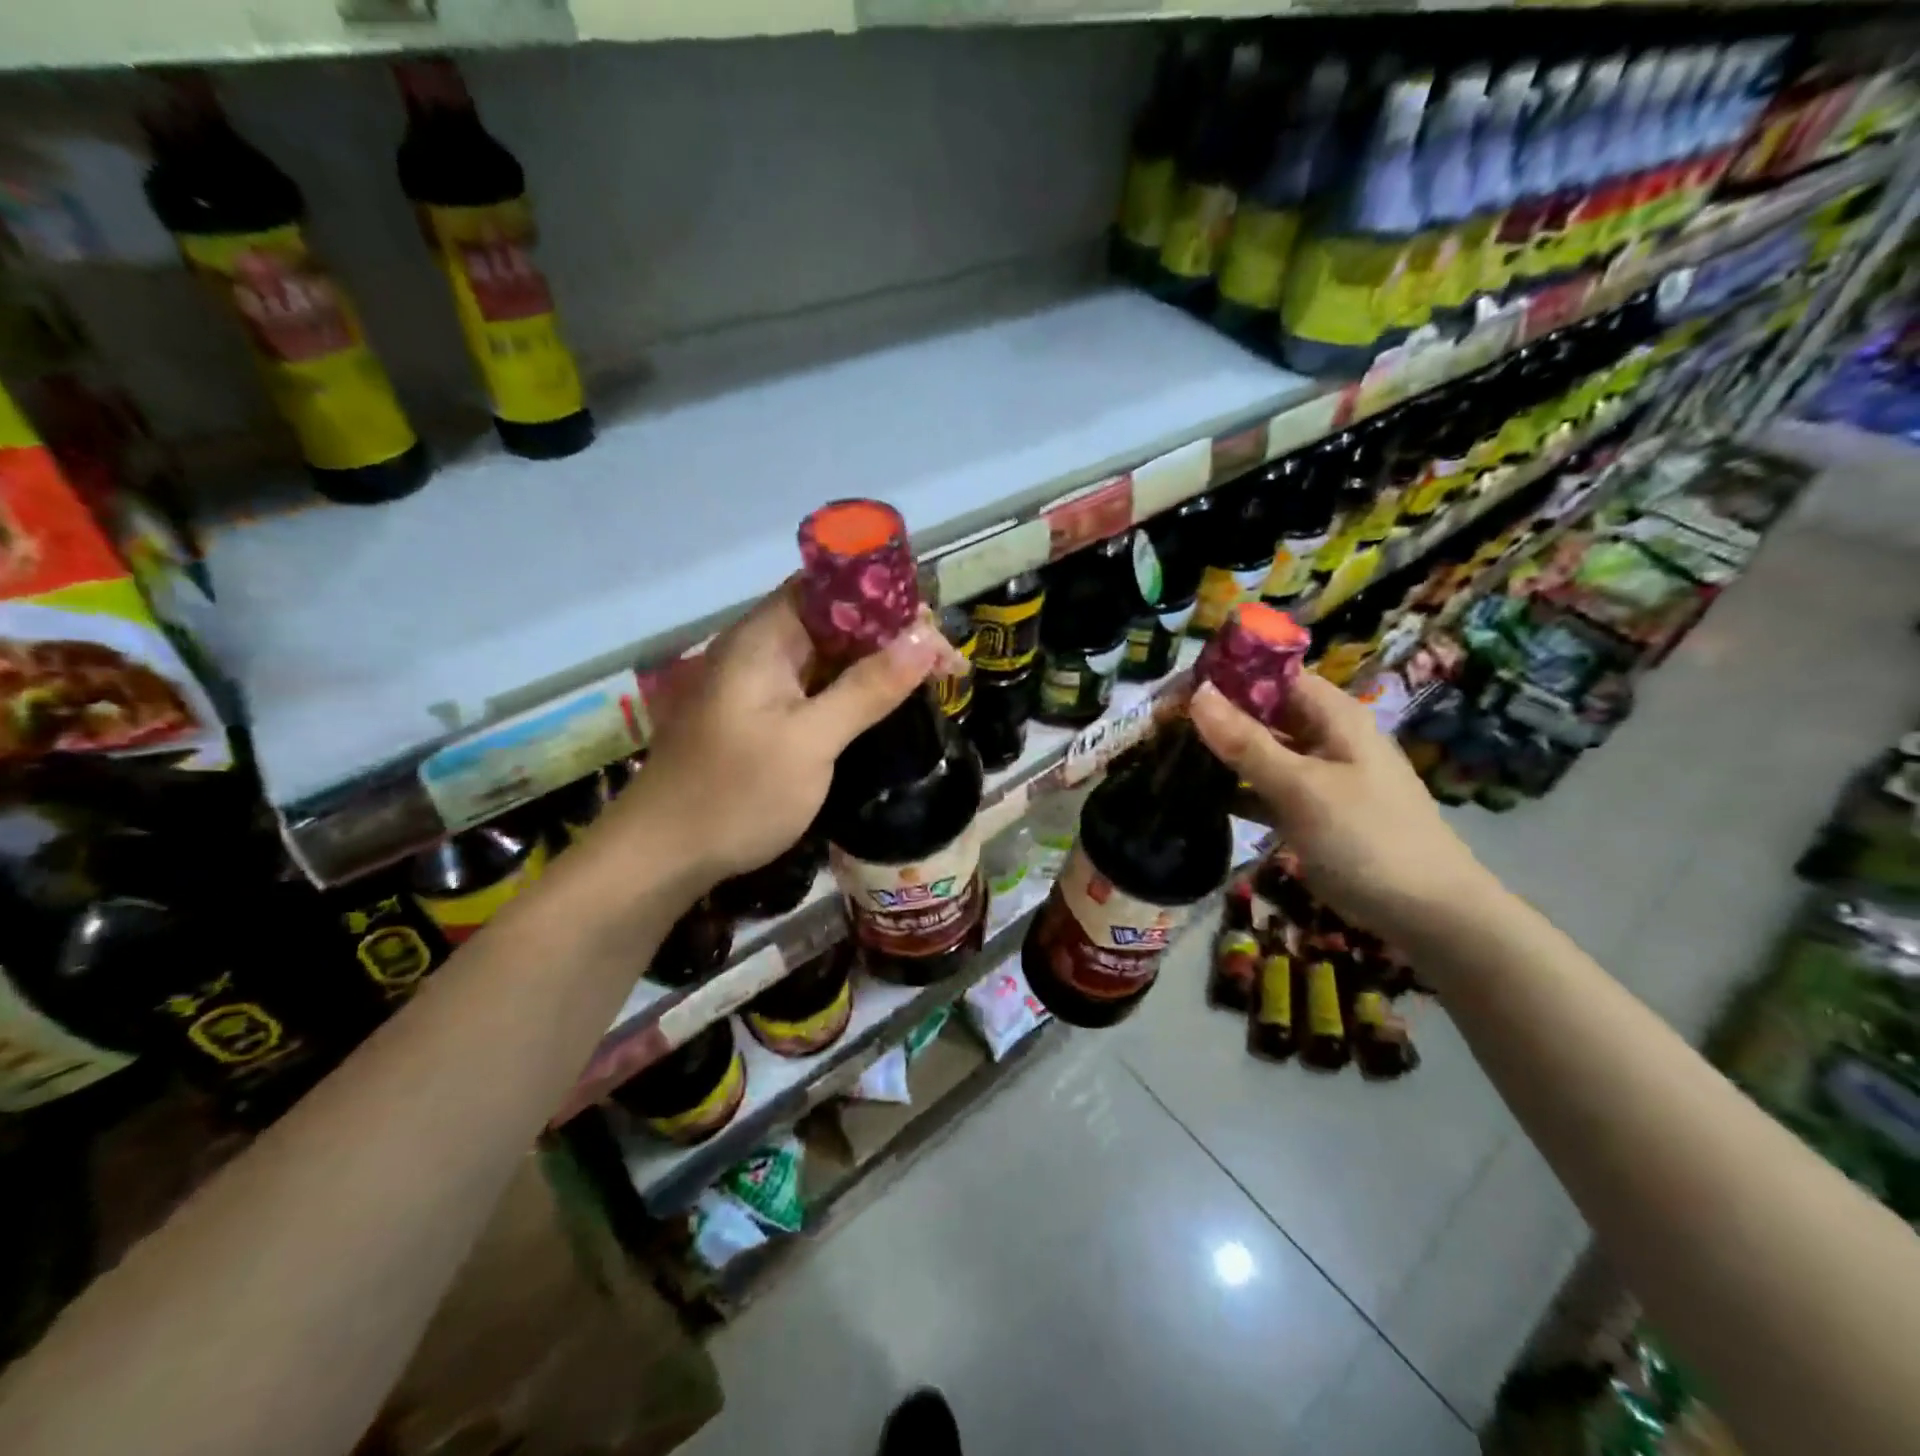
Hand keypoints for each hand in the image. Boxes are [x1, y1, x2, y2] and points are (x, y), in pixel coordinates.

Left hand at [602, 582, 953, 889]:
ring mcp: (759, 683)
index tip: (933, 631)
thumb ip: (867, 688)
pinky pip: (816, 686)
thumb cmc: (736, 795)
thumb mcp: (810, 741)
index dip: (887, 599)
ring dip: (878, 663)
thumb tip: (924, 640)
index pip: (831, 588)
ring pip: (829, 654)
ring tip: (930, 681)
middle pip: (835, 619)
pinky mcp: (762, 715)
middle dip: (892, 634)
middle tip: (945, 666)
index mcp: (763, 638)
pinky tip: (886, 704)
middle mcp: (760, 649)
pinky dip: (854, 690)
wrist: (664, 856)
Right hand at [1189, 671, 1495, 938]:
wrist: (1428, 915)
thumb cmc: (1368, 839)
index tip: (1175, 688)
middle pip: (1264, 712)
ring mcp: (1318, 776)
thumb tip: (1197, 693)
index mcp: (1333, 716)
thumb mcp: (1302, 787)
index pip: (1273, 675)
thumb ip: (1247, 743)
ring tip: (1168, 754)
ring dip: (1222, 753)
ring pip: (1262, 751)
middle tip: (1160, 724)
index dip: (1227, 675)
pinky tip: (1197, 796)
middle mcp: (1325, 736)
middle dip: (1216, 715)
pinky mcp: (1310, 811)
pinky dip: (1236, 789)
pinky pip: (1265, 788)